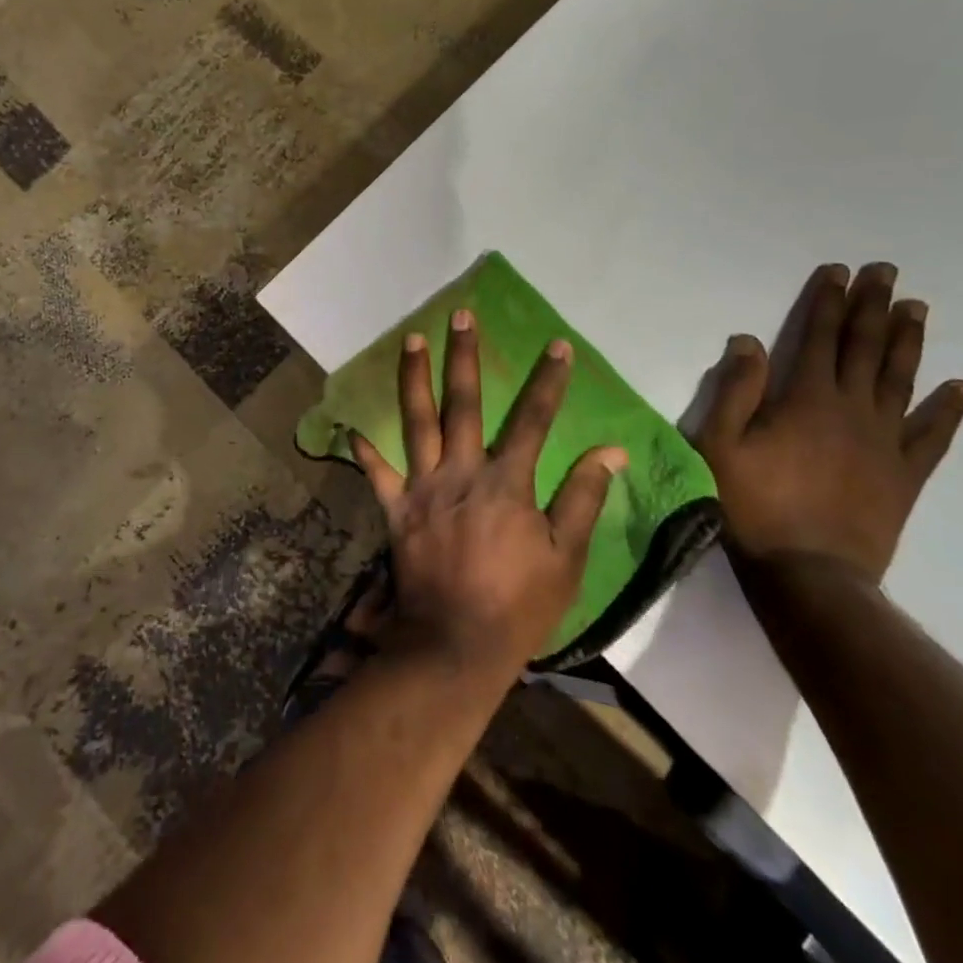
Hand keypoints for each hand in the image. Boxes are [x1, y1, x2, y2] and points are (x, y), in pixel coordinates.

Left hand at [351, 310, 627, 680]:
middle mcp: (461, 473)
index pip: (533, 420)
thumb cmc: (519, 605)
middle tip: (459, 316)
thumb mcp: (567, 557)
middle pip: (463, 404)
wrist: (456, 646)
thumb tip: (610, 451)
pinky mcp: (397, 511)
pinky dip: (365, 453)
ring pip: (417, 423)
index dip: (548, 382)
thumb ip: (584, 498)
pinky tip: (352, 429)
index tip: (557, 346)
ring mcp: (424, 489)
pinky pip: (378, 476)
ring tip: (409, 340)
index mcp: (507, 482)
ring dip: (413, 379)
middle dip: (464, 357)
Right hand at [694, 262, 962, 586]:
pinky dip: (949, 409)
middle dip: (873, 306)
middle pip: (865, 348)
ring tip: (917, 308)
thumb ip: (735, 391)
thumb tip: (750, 341)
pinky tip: (962, 387)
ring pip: (901, 379)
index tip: (839, 272)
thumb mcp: (720, 445)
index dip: (828, 302)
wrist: (808, 572)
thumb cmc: (752, 505)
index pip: (819, 337)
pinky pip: (933, 435)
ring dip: (907, 341)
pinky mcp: (905, 474)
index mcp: (805, 399)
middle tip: (886, 272)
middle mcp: (851, 409)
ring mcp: (885, 441)